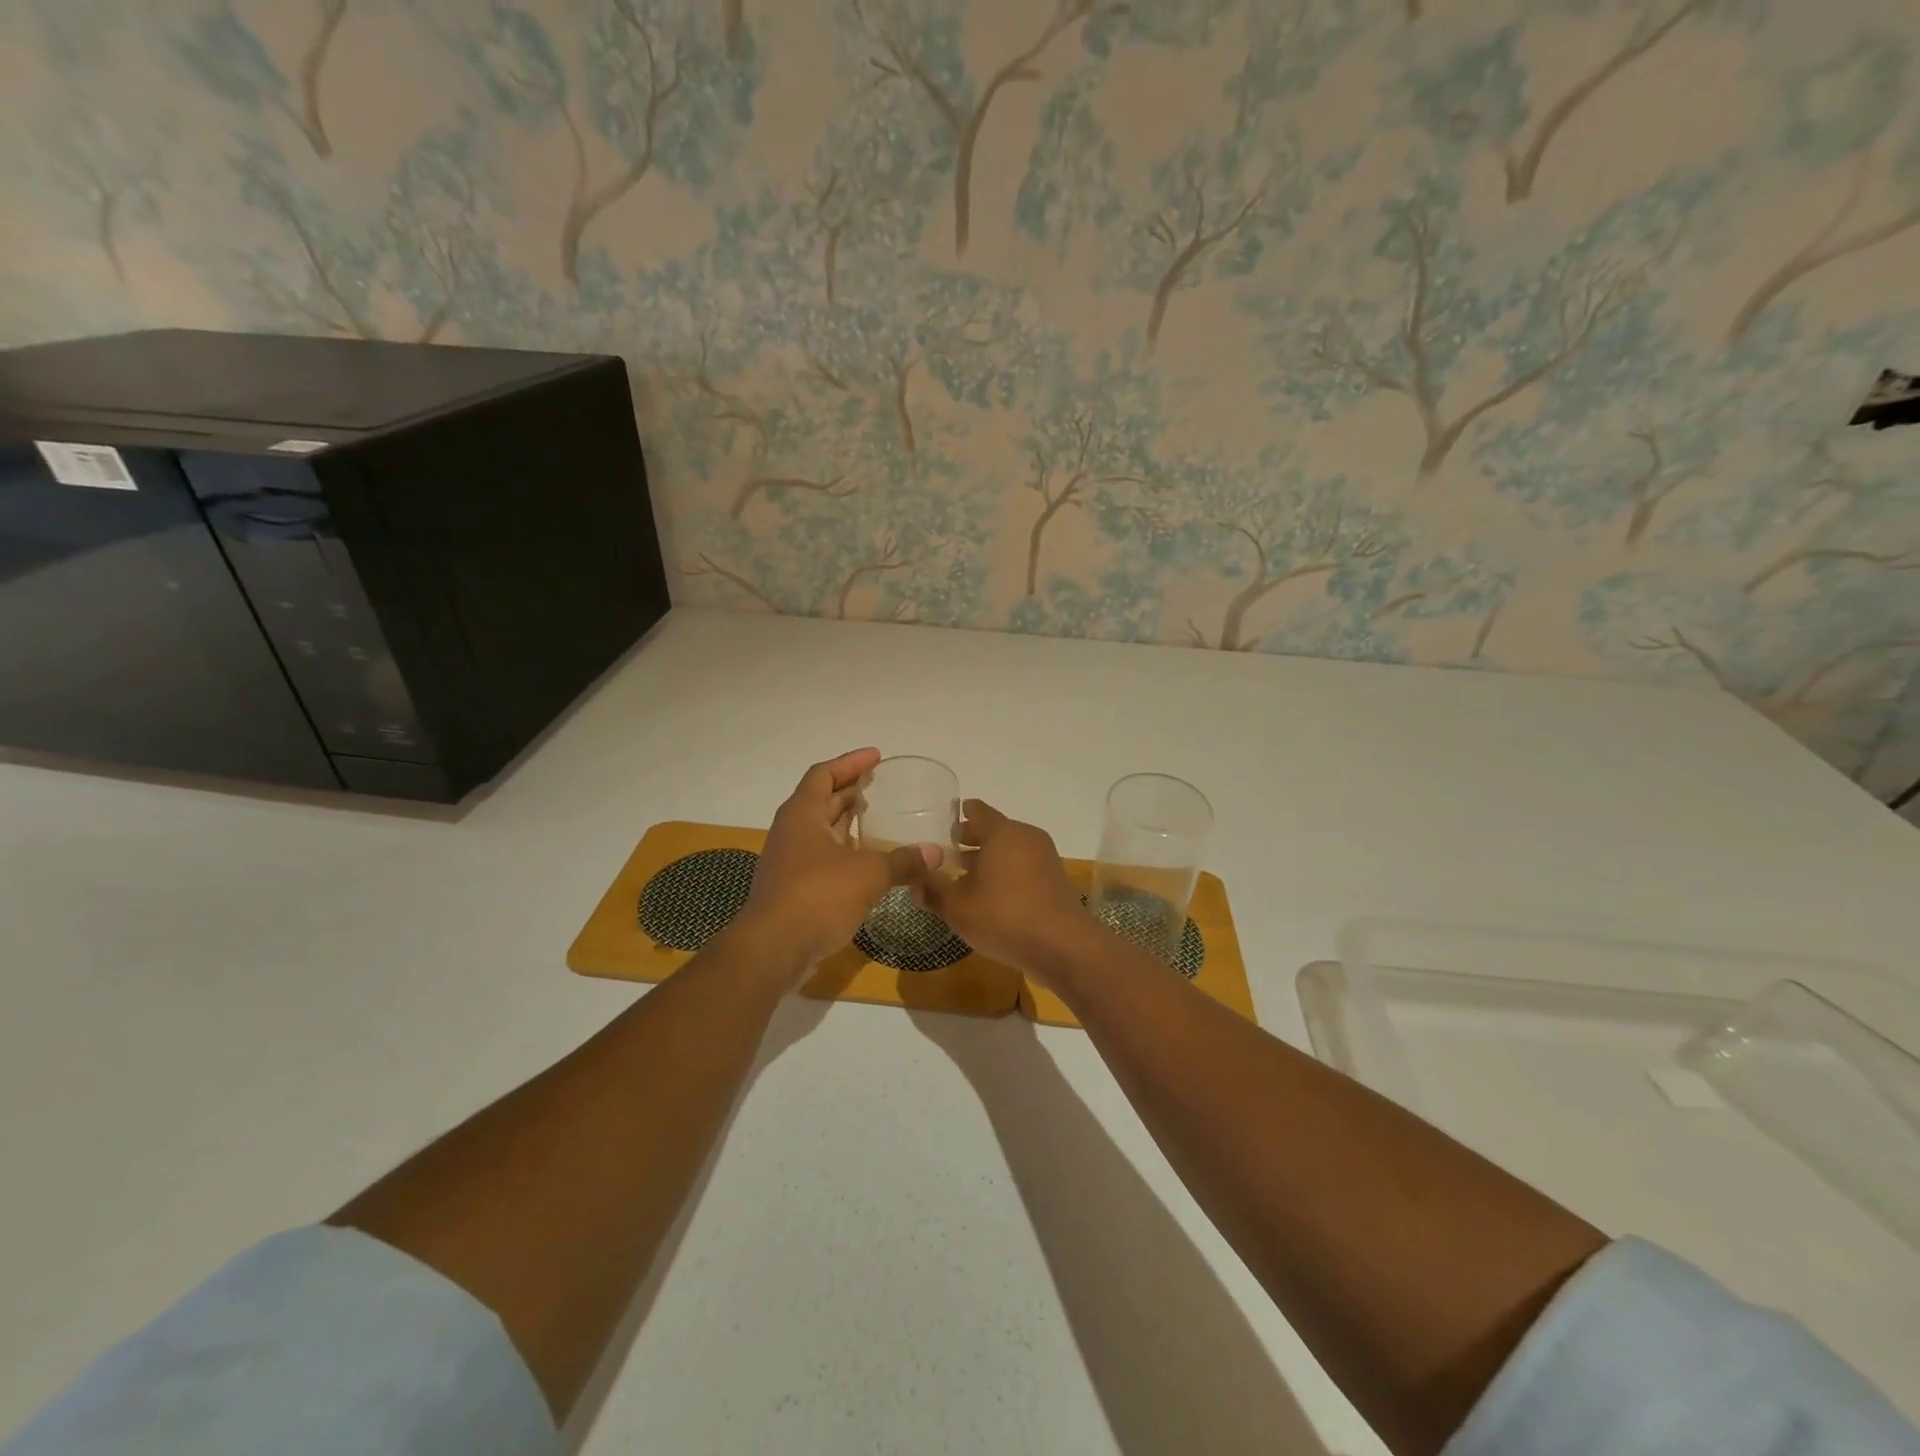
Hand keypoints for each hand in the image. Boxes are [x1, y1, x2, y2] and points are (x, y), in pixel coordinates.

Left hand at [731, 748, 938, 977]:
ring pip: (822, 830)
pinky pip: (823, 856)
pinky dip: (846, 851)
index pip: (824, 774)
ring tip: (881, 818)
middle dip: (851, 791)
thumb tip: (935, 853)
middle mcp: (792, 831)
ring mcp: (790, 860)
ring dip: (849, 822)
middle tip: (883, 786)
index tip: (877, 757)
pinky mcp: (794, 887)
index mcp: (802, 814)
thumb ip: (903, 861)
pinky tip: (870, 860)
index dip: (850, 763)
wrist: (773, 949)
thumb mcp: (868, 874)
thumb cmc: (817, 896)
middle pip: (822, 800)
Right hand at [916, 800, 1092, 978]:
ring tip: (966, 876)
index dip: (959, 815)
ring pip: (1010, 850)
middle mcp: (1025, 837)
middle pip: (995, 830)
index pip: (977, 811)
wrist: (1062, 945)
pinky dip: (1006, 873)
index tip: (945, 823)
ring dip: (989, 859)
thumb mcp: (958, 907)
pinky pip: (1023, 867)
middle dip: (972, 840)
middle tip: (949, 852)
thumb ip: (934, 892)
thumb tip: (913, 884)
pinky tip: (991, 896)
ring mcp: (1044, 858)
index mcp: (1001, 832)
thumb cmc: (1003, 915)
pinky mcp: (1054, 881)